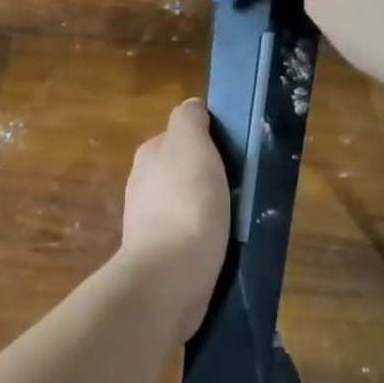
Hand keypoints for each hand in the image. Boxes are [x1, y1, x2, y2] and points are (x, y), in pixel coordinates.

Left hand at [120, 98, 230, 335]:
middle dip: (208, 174)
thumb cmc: (186, 204)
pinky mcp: (159, 252)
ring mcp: (148, 220)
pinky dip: (203, 233)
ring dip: (207, 205)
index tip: (235, 154)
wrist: (169, 275)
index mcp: (150, 154)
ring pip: (186, 200)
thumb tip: (193, 107)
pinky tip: (220, 243)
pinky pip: (187, 232)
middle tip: (239, 186)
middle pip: (183, 167)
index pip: (182, 133)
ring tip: (235, 217)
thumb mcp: (191, 146)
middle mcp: (143, 182)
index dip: (209, 139)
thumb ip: (190, 120)